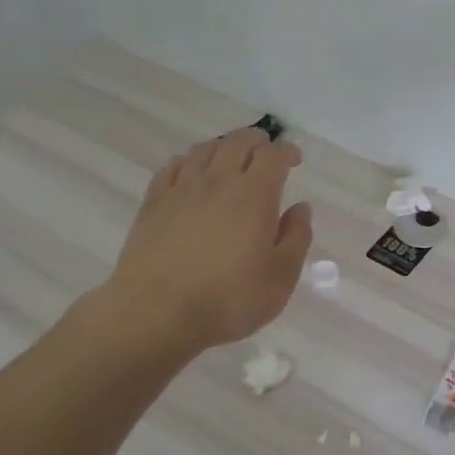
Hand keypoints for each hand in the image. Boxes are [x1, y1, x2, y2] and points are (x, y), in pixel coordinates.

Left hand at [92, 129, 312, 351]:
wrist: (156, 314)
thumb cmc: (228, 299)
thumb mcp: (280, 277)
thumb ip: (297, 237)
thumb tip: (300, 208)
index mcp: (254, 194)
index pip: (273, 155)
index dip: (287, 151)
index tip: (294, 161)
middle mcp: (218, 181)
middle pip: (238, 141)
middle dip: (257, 141)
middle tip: (265, 155)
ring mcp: (181, 189)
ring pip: (204, 149)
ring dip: (223, 147)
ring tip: (230, 162)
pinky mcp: (153, 203)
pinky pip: (173, 166)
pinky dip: (189, 162)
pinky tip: (192, 176)